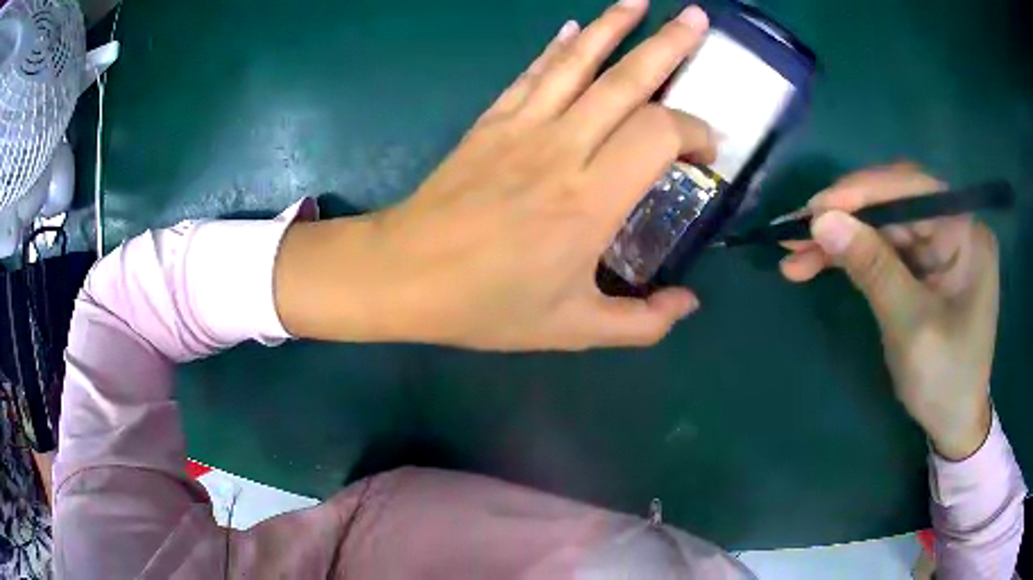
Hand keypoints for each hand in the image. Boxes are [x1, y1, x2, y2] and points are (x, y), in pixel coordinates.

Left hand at [275, 1, 714, 350]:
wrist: (402, 275)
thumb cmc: (485, 305)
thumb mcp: (572, 329)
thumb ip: (641, 323)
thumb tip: (689, 303)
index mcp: (591, 200)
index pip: (659, 134)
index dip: (693, 130)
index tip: (707, 149)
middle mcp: (562, 148)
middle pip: (626, 80)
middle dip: (668, 45)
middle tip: (697, 19)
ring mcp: (522, 127)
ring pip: (578, 61)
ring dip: (613, 26)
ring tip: (640, 0)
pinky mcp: (491, 121)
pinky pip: (533, 72)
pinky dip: (558, 47)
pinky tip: (575, 26)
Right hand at [780, 164, 996, 459]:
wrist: (953, 422)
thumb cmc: (945, 381)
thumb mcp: (911, 327)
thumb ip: (873, 269)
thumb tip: (822, 221)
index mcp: (965, 234)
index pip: (912, 189)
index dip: (864, 192)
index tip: (816, 209)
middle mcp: (952, 227)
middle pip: (892, 204)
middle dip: (844, 217)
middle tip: (795, 233)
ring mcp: (935, 245)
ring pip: (880, 225)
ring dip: (838, 238)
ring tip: (794, 256)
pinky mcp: (920, 265)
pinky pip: (880, 248)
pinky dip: (848, 256)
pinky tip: (816, 264)